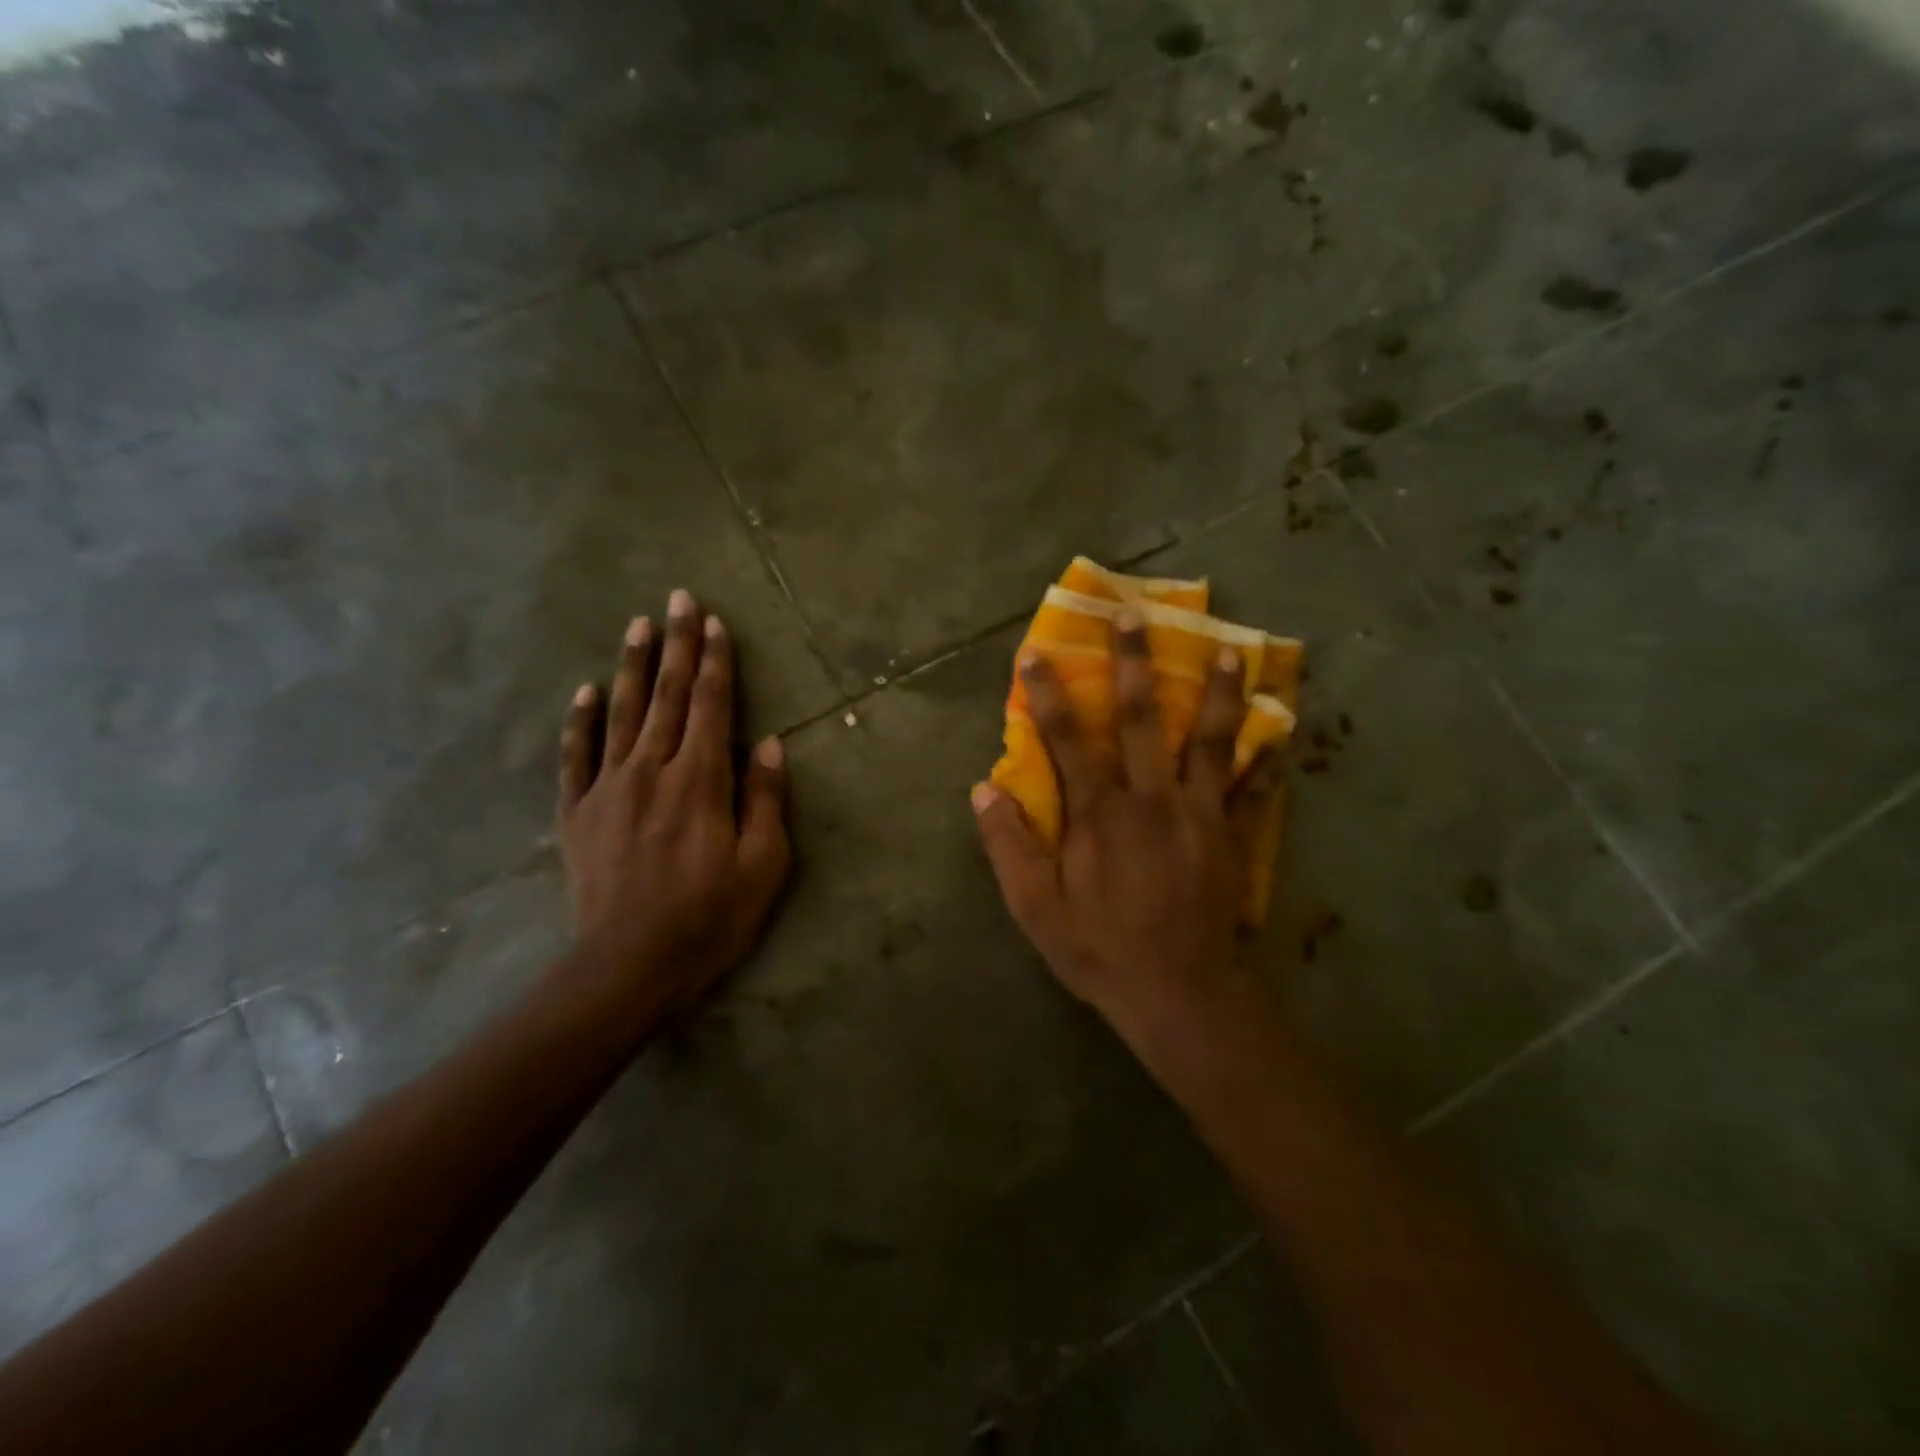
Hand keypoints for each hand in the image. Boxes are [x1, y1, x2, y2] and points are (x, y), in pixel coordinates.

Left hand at [555, 591, 791, 1013]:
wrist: (627, 966)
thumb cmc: (708, 919)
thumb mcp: (762, 866)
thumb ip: (764, 800)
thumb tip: (767, 744)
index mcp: (701, 781)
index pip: (710, 705)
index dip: (714, 661)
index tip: (715, 622)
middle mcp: (652, 770)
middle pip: (666, 696)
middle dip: (676, 644)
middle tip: (678, 599)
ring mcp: (608, 789)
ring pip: (621, 714)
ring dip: (631, 666)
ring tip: (638, 625)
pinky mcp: (578, 813)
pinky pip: (576, 756)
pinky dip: (580, 721)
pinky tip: (584, 691)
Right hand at [973, 610, 1274, 1040]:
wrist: (1179, 994)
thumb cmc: (1101, 950)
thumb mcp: (1035, 908)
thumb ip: (1009, 846)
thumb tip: (982, 790)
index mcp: (1099, 814)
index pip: (1067, 739)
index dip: (1049, 693)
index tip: (1038, 651)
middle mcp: (1150, 799)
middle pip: (1143, 719)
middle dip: (1135, 663)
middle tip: (1137, 615)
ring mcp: (1197, 814)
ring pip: (1209, 740)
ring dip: (1217, 693)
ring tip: (1229, 651)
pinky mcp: (1230, 836)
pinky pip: (1250, 788)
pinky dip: (1264, 759)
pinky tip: (1280, 731)